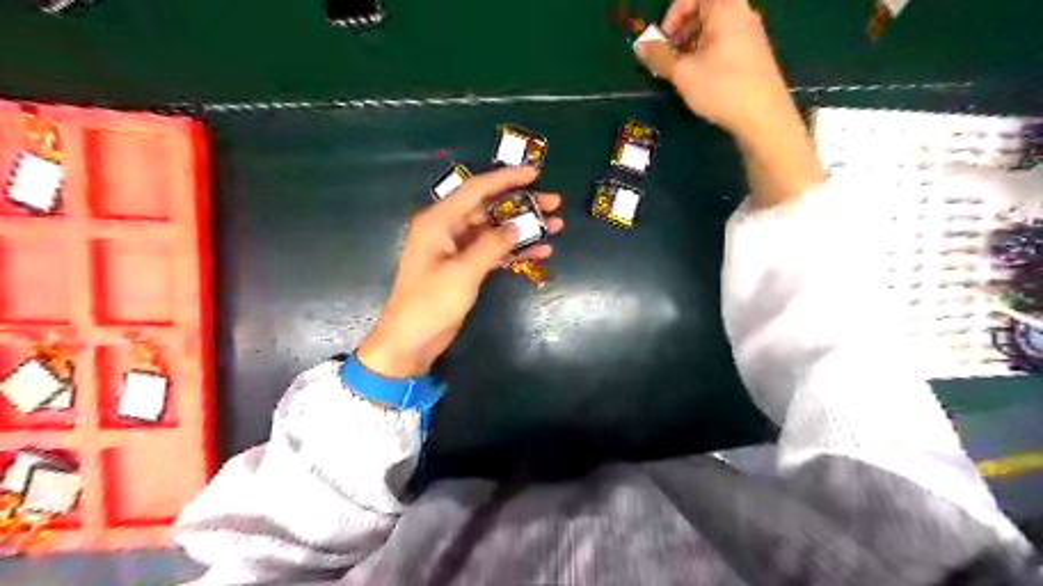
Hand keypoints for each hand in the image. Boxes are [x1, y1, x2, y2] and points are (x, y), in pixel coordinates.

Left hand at [357, 167, 562, 378]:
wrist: (411, 340)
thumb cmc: (431, 304)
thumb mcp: (462, 273)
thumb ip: (491, 245)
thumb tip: (517, 226)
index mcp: (439, 221)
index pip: (476, 189)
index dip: (506, 179)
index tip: (536, 173)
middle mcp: (447, 228)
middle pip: (489, 208)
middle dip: (522, 205)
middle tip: (554, 203)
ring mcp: (457, 248)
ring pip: (495, 230)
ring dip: (524, 229)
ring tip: (556, 226)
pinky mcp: (465, 267)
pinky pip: (494, 251)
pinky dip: (515, 250)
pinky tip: (540, 251)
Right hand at [635, 1, 791, 137]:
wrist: (763, 117)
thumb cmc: (721, 89)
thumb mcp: (683, 74)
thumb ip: (659, 57)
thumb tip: (640, 46)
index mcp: (726, 9)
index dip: (673, 15)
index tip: (663, 41)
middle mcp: (741, 14)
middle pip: (704, 9)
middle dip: (680, 30)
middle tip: (668, 57)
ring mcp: (751, 33)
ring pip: (713, 28)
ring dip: (692, 44)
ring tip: (681, 71)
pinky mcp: (754, 53)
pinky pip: (724, 42)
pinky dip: (707, 52)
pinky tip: (700, 78)